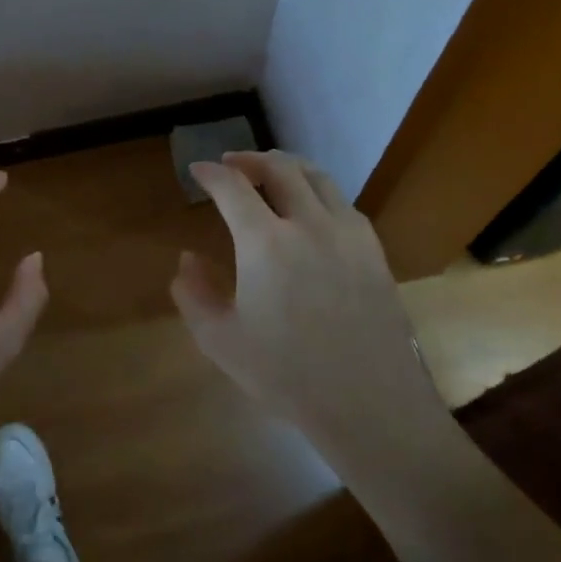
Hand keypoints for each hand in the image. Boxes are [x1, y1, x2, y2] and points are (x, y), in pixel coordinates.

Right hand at [171, 150, 440, 442]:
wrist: (368, 402)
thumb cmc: (286, 375)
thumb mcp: (220, 340)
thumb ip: (193, 294)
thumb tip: (187, 259)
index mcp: (266, 243)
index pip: (233, 187)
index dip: (210, 174)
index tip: (197, 171)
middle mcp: (309, 224)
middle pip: (279, 168)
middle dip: (249, 160)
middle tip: (231, 165)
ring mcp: (348, 233)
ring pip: (317, 177)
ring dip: (287, 167)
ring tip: (270, 175)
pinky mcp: (373, 249)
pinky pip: (342, 202)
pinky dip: (317, 191)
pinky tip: (310, 211)